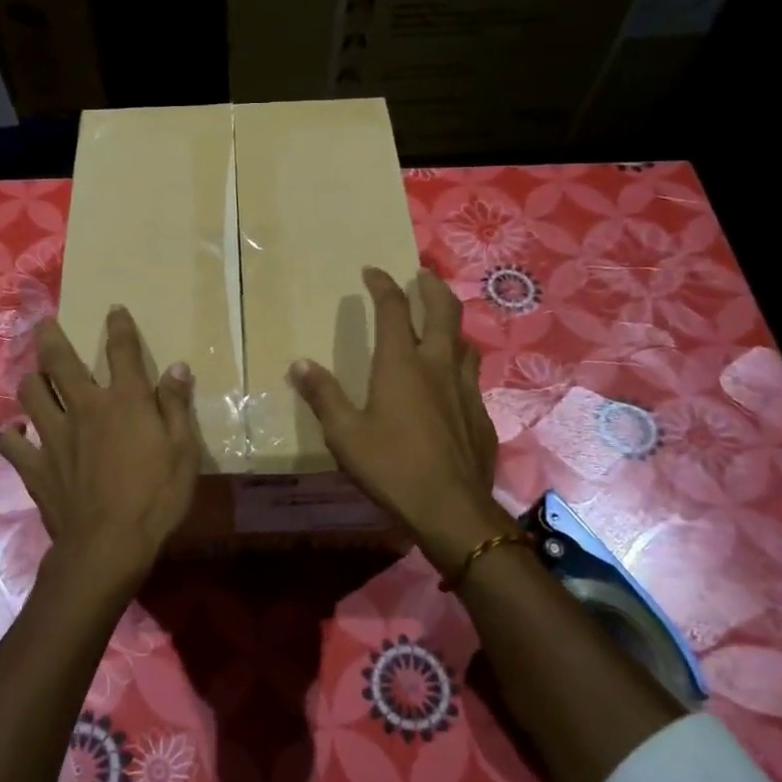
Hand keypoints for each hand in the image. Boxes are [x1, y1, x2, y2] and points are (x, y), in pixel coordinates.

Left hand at [0, 307, 199, 601]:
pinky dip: (11, 433)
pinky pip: (13, 442)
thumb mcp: (183, 451)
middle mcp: (84, 408)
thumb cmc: (155, 498)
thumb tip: (178, 367)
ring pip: (31, 393)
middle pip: (60, 362)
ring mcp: (54, 436)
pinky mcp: (35, 466)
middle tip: (44, 323)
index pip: (122, 352)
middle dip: (51, 337)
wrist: (108, 545)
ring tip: (32, 375)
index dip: (119, 327)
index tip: (114, 310)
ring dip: (31, 379)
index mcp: (124, 402)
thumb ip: (176, 406)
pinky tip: (13, 431)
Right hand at [289, 267, 512, 577]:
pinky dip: (460, 362)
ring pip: (465, 340)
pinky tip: (452, 380)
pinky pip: (472, 374)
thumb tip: (299, 364)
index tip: (372, 271)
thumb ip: (323, 396)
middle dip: (431, 287)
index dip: (382, 285)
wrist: (452, 509)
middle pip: (443, 310)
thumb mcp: (345, 435)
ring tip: (441, 322)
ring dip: (451, 323)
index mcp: (401, 364)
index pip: (393, 310)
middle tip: (422, 275)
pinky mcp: (481, 413)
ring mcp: (466, 388)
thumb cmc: (392, 467)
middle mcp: (438, 365)